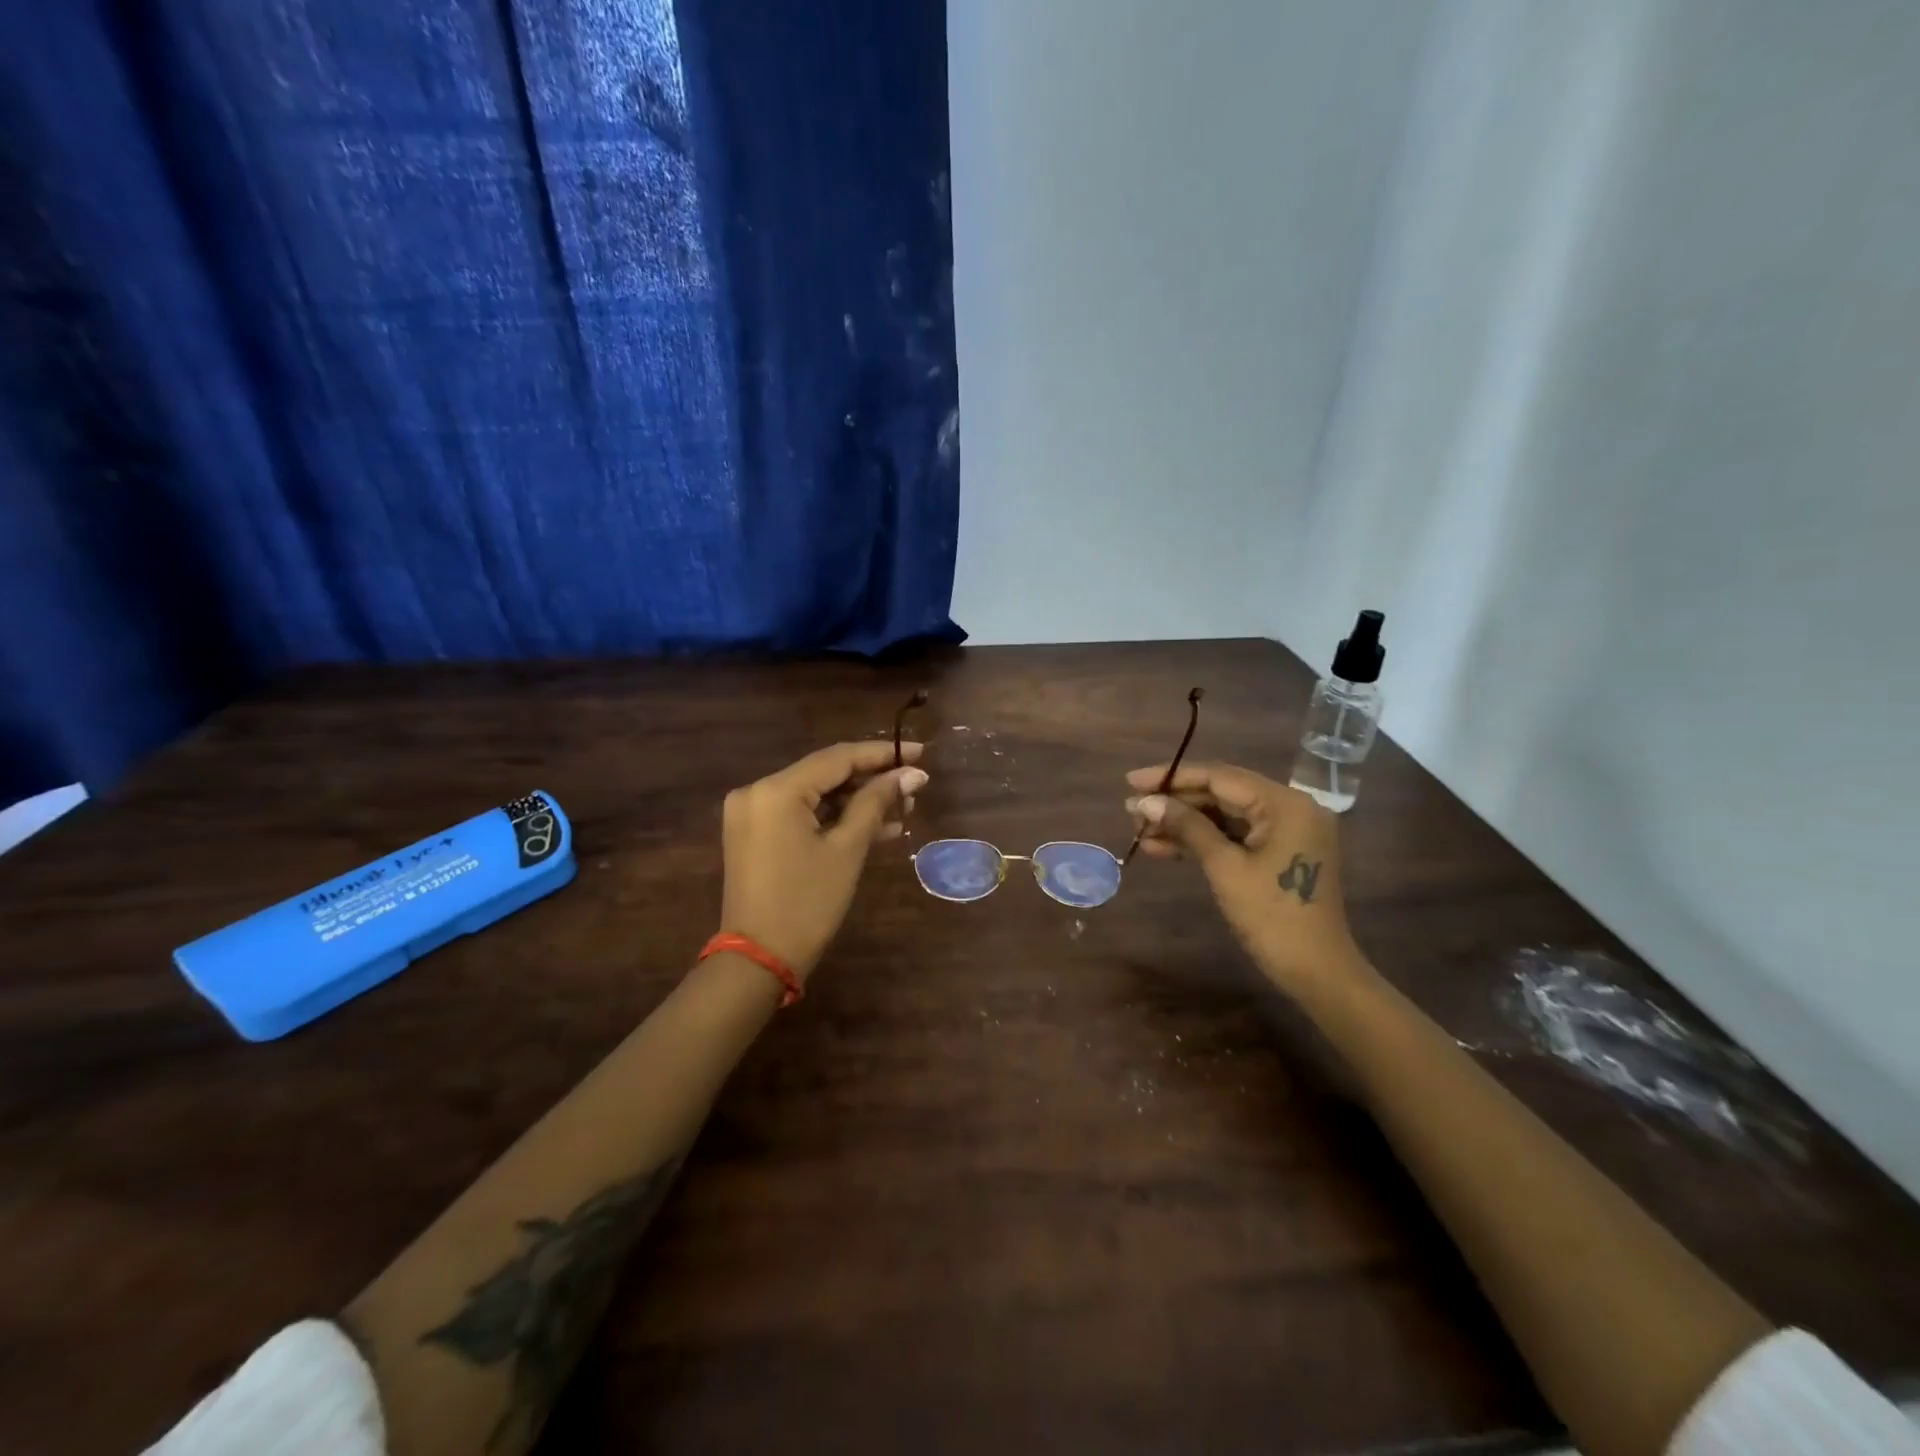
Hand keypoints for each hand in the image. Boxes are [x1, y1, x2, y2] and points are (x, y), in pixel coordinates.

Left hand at [720, 741, 927, 980]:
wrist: (758, 960)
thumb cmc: (807, 903)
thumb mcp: (847, 849)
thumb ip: (877, 803)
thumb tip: (912, 774)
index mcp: (776, 790)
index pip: (837, 758)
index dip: (882, 754)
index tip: (920, 753)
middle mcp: (757, 791)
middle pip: (825, 773)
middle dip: (871, 780)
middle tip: (914, 788)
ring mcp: (752, 813)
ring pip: (815, 794)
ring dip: (856, 801)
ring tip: (902, 809)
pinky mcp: (754, 833)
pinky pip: (801, 814)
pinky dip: (833, 819)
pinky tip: (875, 827)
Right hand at [1125, 761, 1363, 992]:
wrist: (1315, 972)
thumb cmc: (1272, 916)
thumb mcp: (1224, 867)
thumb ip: (1187, 827)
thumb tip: (1145, 802)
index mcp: (1285, 804)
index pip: (1219, 777)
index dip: (1172, 777)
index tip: (1132, 781)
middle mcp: (1289, 808)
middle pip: (1221, 794)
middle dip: (1174, 803)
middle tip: (1131, 810)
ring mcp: (1284, 832)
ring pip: (1223, 816)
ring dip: (1182, 824)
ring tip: (1139, 830)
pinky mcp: (1277, 853)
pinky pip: (1233, 836)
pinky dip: (1201, 841)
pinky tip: (1161, 847)